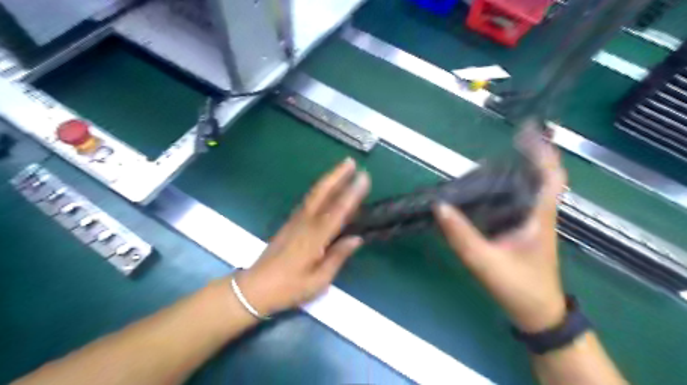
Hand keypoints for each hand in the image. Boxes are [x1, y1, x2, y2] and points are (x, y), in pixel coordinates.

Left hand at [234, 157, 370, 317]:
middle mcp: (305, 224)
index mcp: (314, 239)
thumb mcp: (318, 281)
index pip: (337, 211)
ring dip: (329, 179)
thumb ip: (338, 257)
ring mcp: (295, 221)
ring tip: (343, 168)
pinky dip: (320, 190)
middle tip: (351, 161)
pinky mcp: (290, 223)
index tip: (364, 178)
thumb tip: (357, 239)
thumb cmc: (288, 288)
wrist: (255, 288)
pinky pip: (309, 201)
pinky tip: (327, 187)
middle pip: (322, 193)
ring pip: (314, 194)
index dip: (352, 193)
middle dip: (337, 175)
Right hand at [434, 133, 568, 332]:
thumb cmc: (519, 288)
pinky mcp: (523, 231)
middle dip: (529, 155)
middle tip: (507, 140)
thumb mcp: (485, 262)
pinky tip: (488, 188)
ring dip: (519, 169)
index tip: (527, 131)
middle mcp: (538, 215)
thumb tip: (439, 207)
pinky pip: (518, 201)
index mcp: (538, 218)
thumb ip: (461, 236)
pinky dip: (508, 187)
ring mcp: (532, 223)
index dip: (543, 152)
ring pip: (530, 189)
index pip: (551, 177)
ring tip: (494, 158)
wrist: (537, 314)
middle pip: (541, 177)